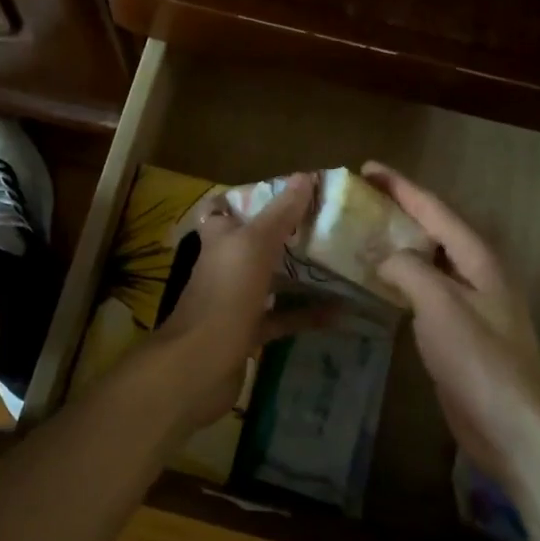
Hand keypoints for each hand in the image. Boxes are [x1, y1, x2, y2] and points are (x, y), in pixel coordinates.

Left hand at [146, 171, 320, 433]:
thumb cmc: (225, 294)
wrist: (200, 364)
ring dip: (299, 274)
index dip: (249, 198)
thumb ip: (281, 213)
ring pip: (270, 280)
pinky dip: (306, 315)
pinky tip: (339, 312)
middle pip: (255, 243)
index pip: (225, 208)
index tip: (287, 193)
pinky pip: (282, 318)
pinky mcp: (247, 332)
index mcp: (219, 238)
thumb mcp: (255, 244)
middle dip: (286, 235)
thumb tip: (306, 176)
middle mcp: (225, 265)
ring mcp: (235, 300)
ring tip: (338, 263)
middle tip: (326, 225)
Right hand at [363, 162, 539, 482]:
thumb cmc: (479, 358)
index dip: (400, 186)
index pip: (434, 209)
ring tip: (361, 236)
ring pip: (428, 263)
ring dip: (398, 247)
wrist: (514, 425)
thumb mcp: (440, 304)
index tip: (367, 168)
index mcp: (478, 258)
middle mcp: (477, 274)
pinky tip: (380, 285)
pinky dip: (401, 282)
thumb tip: (383, 257)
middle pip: (433, 231)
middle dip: (398, 212)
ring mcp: (470, 305)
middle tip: (359, 201)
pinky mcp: (459, 334)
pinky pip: (425, 294)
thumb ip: (409, 270)